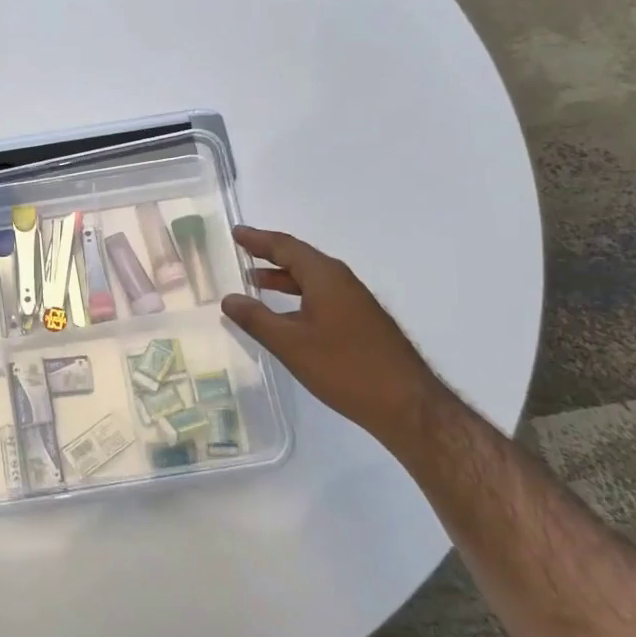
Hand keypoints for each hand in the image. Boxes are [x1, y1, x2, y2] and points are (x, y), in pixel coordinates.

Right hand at [220, 226, 447, 448]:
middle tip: (242, 252)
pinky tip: (287, 316)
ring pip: (312, 279)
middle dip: (270, 255)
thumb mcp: (290, 344)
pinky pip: (322, 296)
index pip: (286, 247)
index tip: (236, 232)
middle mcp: (342, 281)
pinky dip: (299, 295)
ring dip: (283, 278)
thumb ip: (256, 319)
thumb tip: (229, 298)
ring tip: (255, 282)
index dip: (258, 240)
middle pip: (301, 259)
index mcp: (325, 277)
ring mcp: (355, 302)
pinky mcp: (362, 322)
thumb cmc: (344, 368)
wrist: (406, 404)